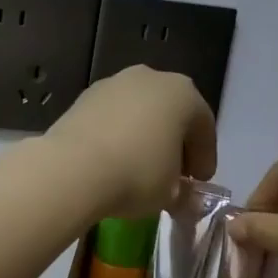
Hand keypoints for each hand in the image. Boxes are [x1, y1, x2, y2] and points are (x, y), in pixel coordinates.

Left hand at [44, 67, 216, 218]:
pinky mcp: (84, 96)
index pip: (204, 127)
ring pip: (139, 112)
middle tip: (173, 175)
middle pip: (171, 113)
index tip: (198, 182)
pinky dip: (117, 134)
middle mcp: (151, 78)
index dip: (205, 157)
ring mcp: (114, 83)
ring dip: (144, 137)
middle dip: (174, 143)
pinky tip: (112, 161)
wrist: (72, 168)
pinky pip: (112, 117)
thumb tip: (185, 199)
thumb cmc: (136, 175)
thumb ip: (185, 194)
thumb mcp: (170, 193)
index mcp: (183, 94)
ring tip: (139, 169)